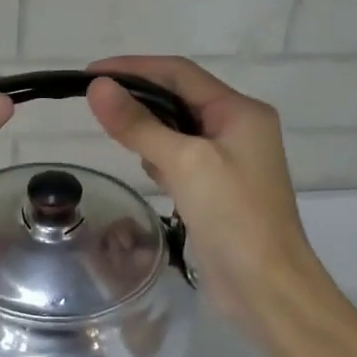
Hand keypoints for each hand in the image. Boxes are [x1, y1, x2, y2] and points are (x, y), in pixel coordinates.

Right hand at [85, 56, 319, 336]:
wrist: (267, 289)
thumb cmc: (233, 218)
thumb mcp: (184, 163)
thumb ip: (139, 125)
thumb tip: (97, 88)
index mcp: (240, 112)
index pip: (179, 73)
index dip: (133, 67)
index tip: (89, 74)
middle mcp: (238, 129)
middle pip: (179, 99)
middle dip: (138, 100)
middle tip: (94, 106)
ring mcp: (230, 162)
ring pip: (178, 131)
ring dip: (148, 130)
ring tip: (117, 139)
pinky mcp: (218, 190)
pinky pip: (181, 160)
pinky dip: (160, 159)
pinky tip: (148, 173)